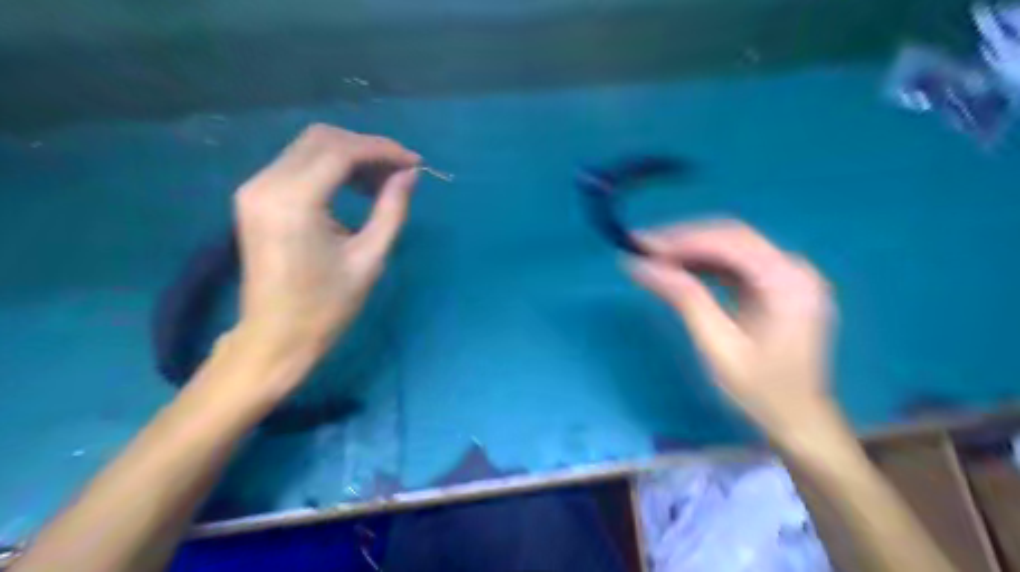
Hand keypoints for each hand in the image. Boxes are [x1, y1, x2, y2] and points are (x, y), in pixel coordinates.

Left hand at [233, 122, 419, 366]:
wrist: (276, 337)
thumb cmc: (327, 306)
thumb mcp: (370, 259)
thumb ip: (391, 210)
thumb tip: (409, 175)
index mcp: (294, 202)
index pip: (341, 151)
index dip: (383, 150)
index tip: (415, 163)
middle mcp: (266, 184)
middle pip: (322, 139)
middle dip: (368, 148)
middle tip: (400, 172)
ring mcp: (255, 189)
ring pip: (309, 148)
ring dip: (351, 156)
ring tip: (382, 183)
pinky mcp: (255, 197)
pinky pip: (298, 165)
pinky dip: (331, 168)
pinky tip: (355, 188)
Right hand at [630, 222, 835, 435]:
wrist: (798, 420)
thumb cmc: (760, 391)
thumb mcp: (718, 346)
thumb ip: (684, 299)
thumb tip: (641, 266)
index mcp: (788, 282)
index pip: (730, 242)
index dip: (682, 239)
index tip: (641, 245)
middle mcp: (793, 268)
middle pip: (731, 236)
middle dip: (682, 238)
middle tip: (640, 245)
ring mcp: (787, 275)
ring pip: (730, 246)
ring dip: (689, 248)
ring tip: (651, 255)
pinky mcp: (775, 285)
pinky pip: (734, 263)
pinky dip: (702, 263)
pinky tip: (677, 268)